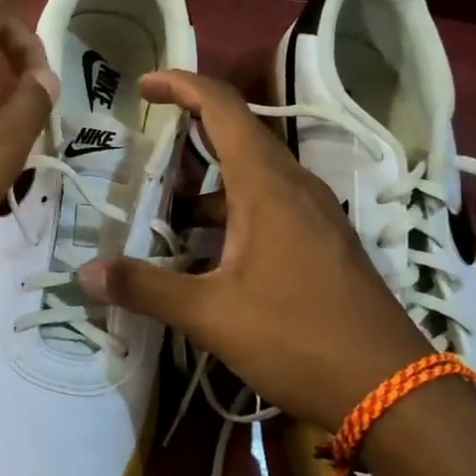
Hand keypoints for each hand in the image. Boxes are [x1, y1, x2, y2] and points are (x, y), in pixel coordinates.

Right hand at [77, 70, 430, 423]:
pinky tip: (208, 257)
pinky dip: (231, 215)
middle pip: (237, 137)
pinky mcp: (324, 243)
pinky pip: (270, 208)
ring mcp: (315, 216)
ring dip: (207, 188)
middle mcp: (295, 187)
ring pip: (252, 178)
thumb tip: (85, 273)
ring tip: (165, 217)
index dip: (181, 85)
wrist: (391, 390)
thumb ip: (146, 288)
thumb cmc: (298, 338)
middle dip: (188, 138)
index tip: (142, 85)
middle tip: (144, 156)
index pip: (222, 108)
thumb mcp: (211, 315)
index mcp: (267, 186)